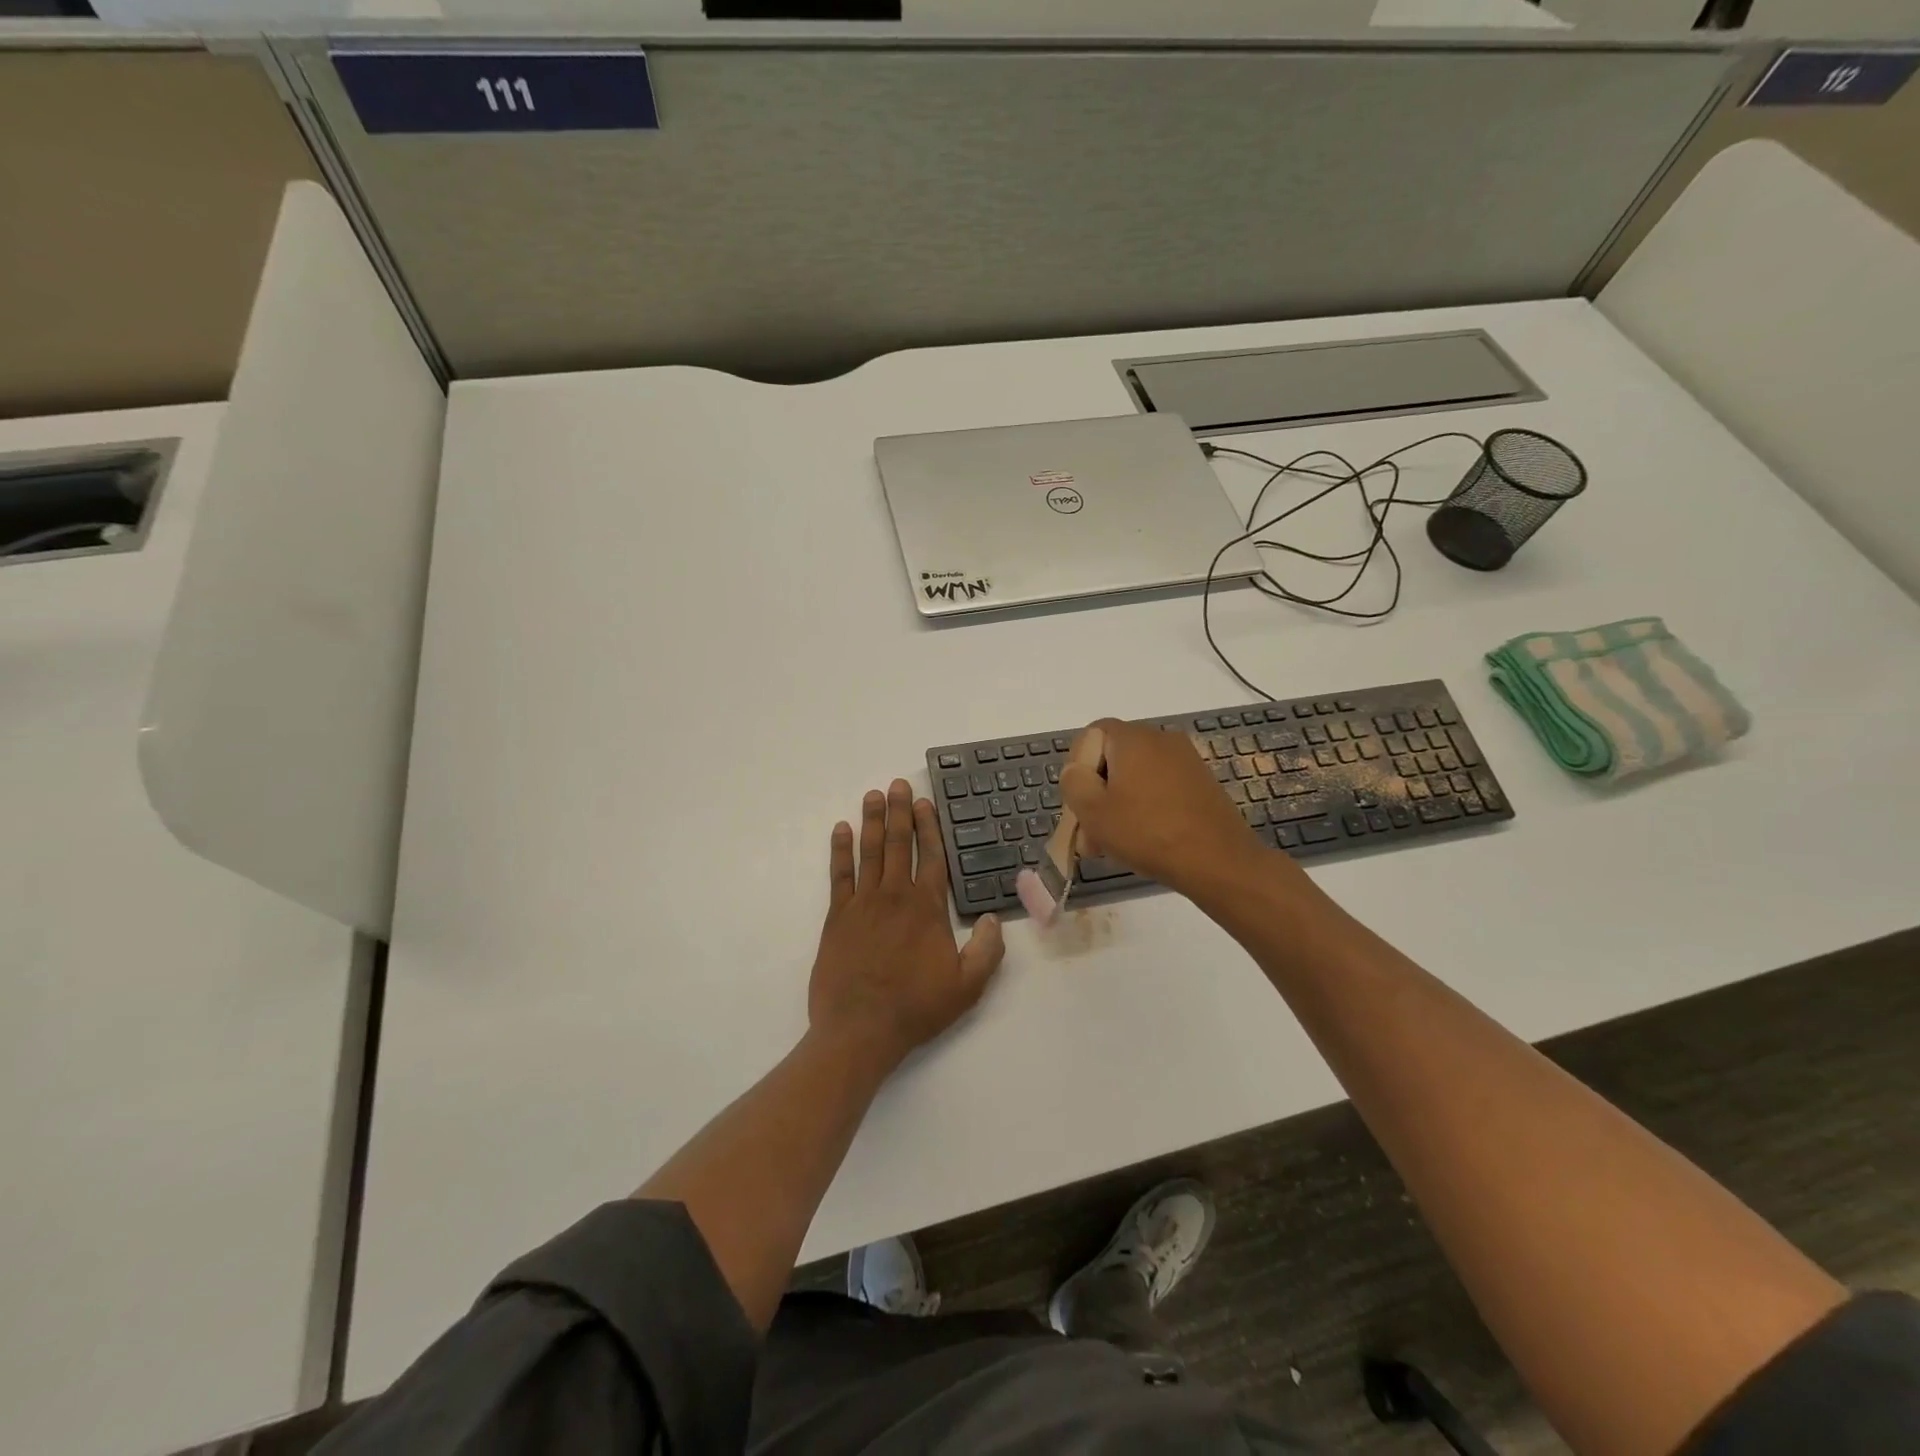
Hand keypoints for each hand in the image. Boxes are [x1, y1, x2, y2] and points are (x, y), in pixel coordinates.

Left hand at [809, 779, 1004, 1071]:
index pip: (930, 856)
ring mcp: (862, 904)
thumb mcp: (967, 986)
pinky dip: (840, 850)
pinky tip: (841, 830)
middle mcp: (894, 896)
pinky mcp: (836, 917)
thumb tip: (994, 918)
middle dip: (899, 812)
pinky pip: (839, 875)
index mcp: (926, 908)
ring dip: (872, 822)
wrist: (859, 1030)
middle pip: (898, 844)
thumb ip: (987, 950)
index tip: (924, 802)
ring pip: (869, 852)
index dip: (928, 827)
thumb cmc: (915, 1007)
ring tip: (873, 795)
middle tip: (897, 784)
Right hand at [1061, 718, 1273, 898]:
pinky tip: (1142, 840)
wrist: (1219, 861)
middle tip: (1089, 833)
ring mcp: (1185, 760)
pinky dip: (1145, 807)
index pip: (1092, 734)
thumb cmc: (1147, 832)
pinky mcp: (1201, 783)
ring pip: (1136, 777)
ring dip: (1118, 805)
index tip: (1078, 802)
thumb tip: (1076, 770)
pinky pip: (1160, 788)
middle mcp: (1160, 739)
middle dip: (1096, 793)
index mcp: (1132, 738)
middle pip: (1113, 758)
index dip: (1078, 766)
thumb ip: (1074, 782)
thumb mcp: (1093, 811)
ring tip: (1111, 845)